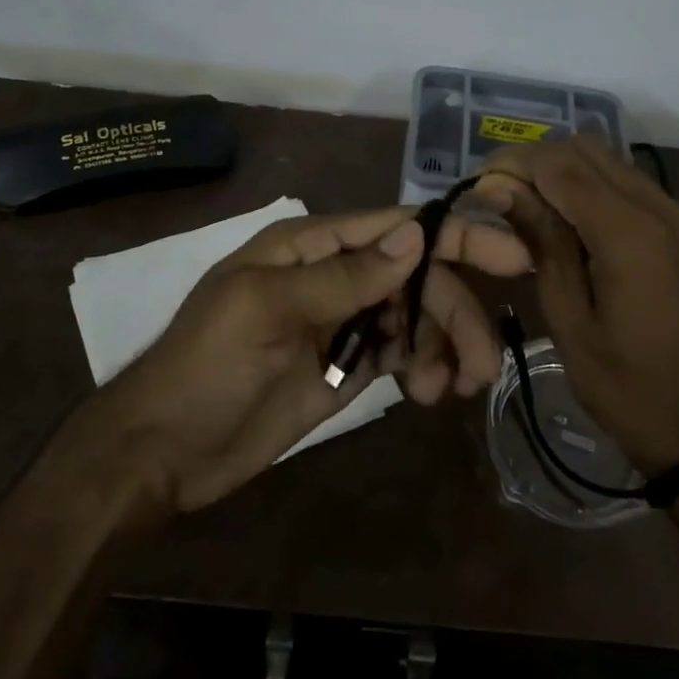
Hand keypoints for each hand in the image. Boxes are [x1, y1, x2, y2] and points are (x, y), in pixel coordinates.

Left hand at [93, 207, 529, 513]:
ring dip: (443, 345)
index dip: (455, 236)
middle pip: (415, 276)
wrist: (164, 449)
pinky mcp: (345, 367)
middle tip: (484, 363)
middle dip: (454, 311)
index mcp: (312, 246)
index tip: (513, 257)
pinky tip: (429, 392)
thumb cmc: (208, 365)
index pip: (395, 228)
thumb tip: (416, 237)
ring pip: (414, 317)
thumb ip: (344, 276)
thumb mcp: (269, 310)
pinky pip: (400, 354)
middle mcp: (334, 275)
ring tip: (450, 388)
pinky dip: (423, 367)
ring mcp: (342, 323)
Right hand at [474, 138, 678, 475]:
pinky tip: (570, 218)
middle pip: (588, 150)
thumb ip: (541, 242)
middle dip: (538, 160)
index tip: (480, 179)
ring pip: (612, 162)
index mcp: (632, 237)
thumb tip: (500, 188)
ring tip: (529, 202)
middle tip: (501, 191)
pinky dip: (594, 187)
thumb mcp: (568, 320)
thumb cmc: (626, 388)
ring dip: (566, 170)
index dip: (515, 162)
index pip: (561, 167)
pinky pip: (633, 185)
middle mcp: (664, 212)